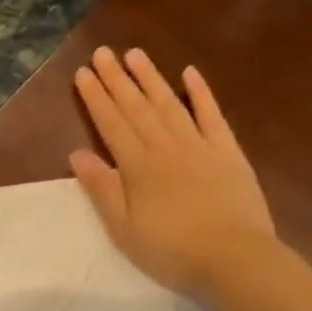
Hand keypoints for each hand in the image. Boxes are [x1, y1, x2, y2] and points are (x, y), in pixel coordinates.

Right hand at [70, 45, 285, 301]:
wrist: (234, 258)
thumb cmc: (172, 250)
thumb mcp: (124, 228)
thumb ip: (102, 188)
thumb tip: (77, 153)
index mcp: (137, 166)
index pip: (111, 124)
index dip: (95, 97)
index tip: (83, 72)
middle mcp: (165, 146)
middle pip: (137, 107)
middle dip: (117, 79)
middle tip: (103, 52)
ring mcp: (199, 145)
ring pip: (169, 103)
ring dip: (150, 78)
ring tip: (135, 54)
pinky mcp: (228, 151)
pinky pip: (212, 115)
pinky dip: (200, 92)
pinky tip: (189, 73)